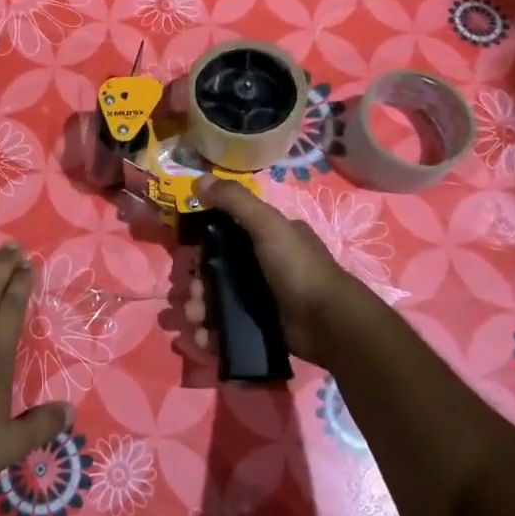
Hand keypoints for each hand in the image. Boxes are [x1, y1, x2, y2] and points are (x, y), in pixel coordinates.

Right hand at [183, 175, 371, 370]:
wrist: (327, 322)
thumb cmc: (297, 267)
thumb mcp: (268, 225)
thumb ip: (235, 201)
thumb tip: (199, 178)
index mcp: (268, 236)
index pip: (225, 234)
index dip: (201, 245)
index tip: (187, 258)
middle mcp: (263, 263)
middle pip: (216, 270)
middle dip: (197, 284)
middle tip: (191, 297)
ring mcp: (261, 296)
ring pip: (217, 299)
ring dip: (199, 309)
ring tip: (196, 320)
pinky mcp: (259, 325)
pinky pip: (226, 326)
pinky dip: (210, 331)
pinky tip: (203, 337)